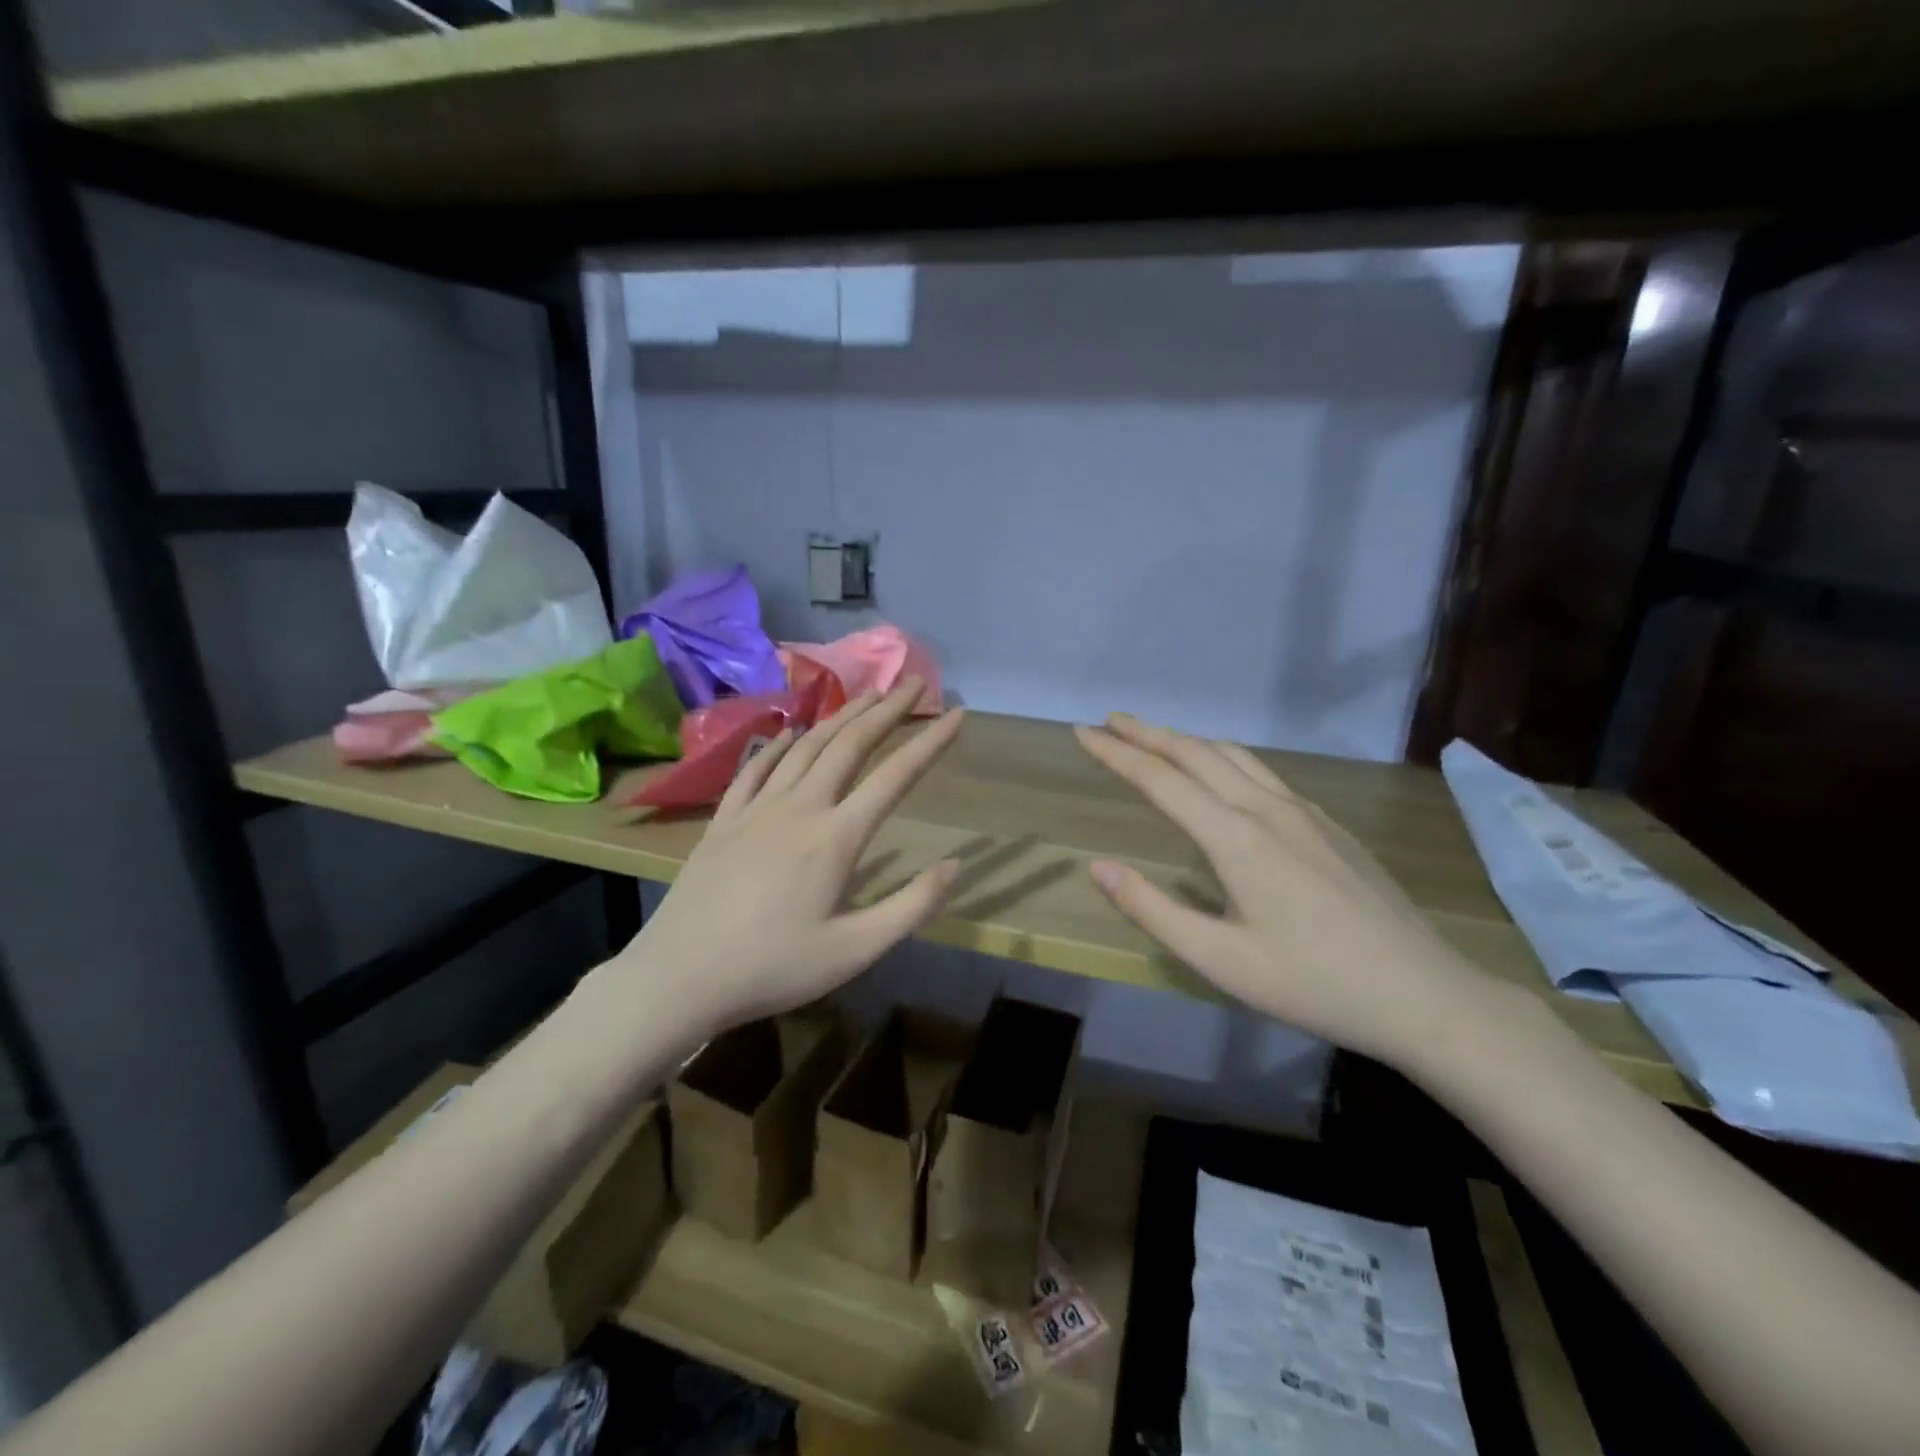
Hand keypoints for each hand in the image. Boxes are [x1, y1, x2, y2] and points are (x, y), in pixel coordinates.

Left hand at [616, 680, 963, 1031]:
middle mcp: (799, 807)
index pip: (894, 777)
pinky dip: (779, 744)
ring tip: (867, 695)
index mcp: (836, 837)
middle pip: (849, 745)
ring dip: (841, 716)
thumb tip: (955, 864)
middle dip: (886, 710)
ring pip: (806, 747)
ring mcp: (756, 808)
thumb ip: (911, 906)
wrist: (680, 975)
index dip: (929, 743)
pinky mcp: (724, 819)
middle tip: (913, 683)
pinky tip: (790, 733)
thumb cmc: (775, 967)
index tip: (957, 715)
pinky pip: (756, 768)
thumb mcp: (855, 951)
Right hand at [1075, 713, 1507, 1067]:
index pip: (1160, 779)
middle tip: (1108, 720)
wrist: (1425, 994)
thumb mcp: (1220, 961)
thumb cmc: (1313, 984)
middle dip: (1146, 733)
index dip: (1116, 753)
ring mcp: (1304, 811)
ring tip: (1153, 737)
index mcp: (1235, 838)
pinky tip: (1220, 774)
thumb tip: (1098, 866)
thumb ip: (1153, 910)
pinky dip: (1223, 758)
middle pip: (1195, 753)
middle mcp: (1267, 809)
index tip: (1082, 732)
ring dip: (1186, 741)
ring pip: (1233, 756)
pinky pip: (1262, 773)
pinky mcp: (1328, 824)